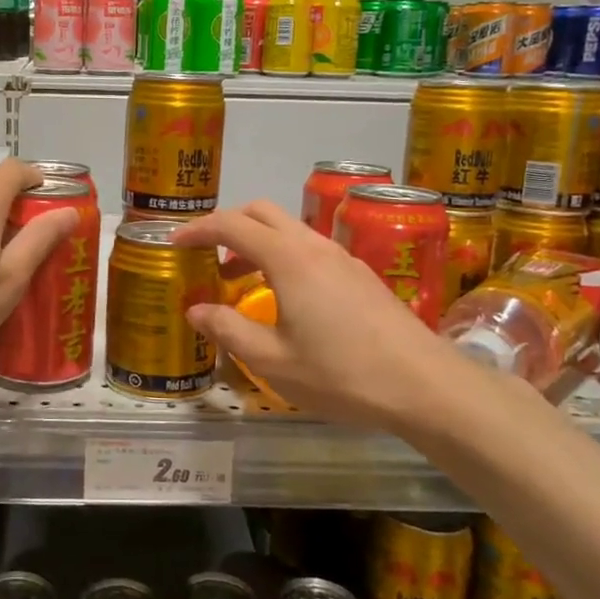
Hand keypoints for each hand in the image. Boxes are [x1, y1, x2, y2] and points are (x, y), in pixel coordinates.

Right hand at [172, 201, 496, 433]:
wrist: (425, 385)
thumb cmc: (342, 374)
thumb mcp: (273, 361)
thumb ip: (228, 330)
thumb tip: (195, 310)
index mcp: (288, 260)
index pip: (232, 225)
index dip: (198, 230)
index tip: (174, 244)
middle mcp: (314, 246)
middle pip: (262, 212)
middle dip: (227, 224)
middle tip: (205, 254)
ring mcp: (342, 257)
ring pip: (289, 229)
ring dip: (256, 242)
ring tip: (237, 279)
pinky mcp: (361, 274)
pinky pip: (310, 248)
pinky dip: (282, 256)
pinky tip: (283, 296)